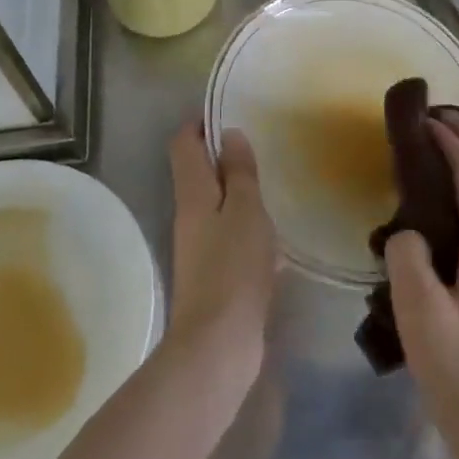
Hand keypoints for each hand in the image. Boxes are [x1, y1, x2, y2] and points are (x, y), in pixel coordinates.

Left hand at [166, 120, 276, 386]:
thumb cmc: (233, 268)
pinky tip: (274, 237)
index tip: (228, 112)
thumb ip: (239, 173)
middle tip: (259, 146)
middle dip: (223, 156)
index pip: (184, 145)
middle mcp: (189, 216)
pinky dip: (247, 227)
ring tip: (272, 184)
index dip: (200, 124)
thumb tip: (229, 134)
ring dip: (238, 193)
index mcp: (192, 194)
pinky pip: (229, 236)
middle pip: (198, 173)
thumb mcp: (246, 210)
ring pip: (216, 205)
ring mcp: (199, 248)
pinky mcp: (214, 274)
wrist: (218, 346)